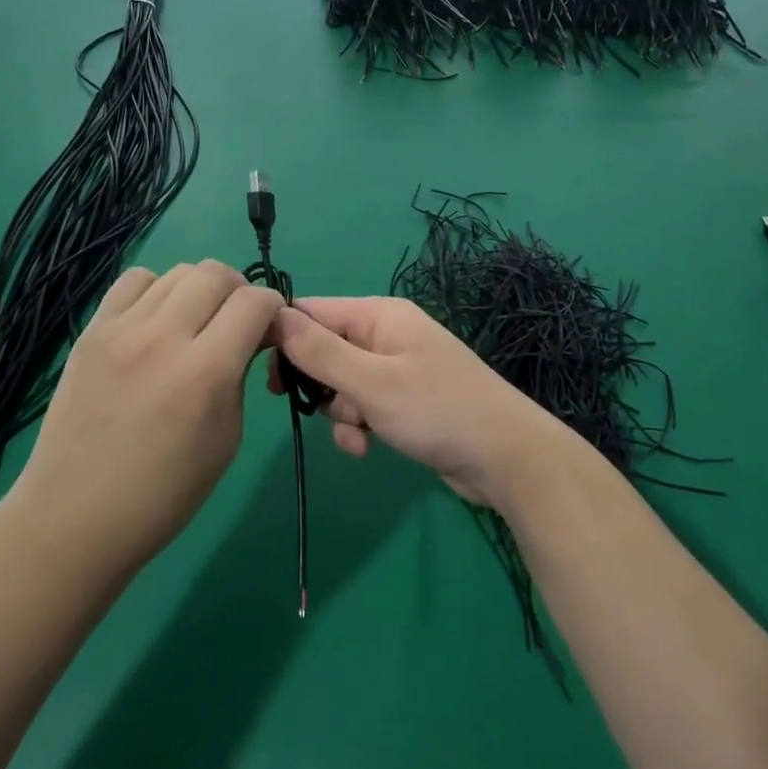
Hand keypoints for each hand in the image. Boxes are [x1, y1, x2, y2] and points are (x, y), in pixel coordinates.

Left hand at [8, 261, 283, 569]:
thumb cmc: (164, 493)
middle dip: (239, 291)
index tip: (269, 331)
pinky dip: (157, 290)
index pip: (255, 301)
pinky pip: (134, 281)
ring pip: (177, 271)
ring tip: (194, 323)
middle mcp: (164, 337)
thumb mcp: (227, 437)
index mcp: (205, 372)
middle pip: (216, 272)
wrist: (74, 517)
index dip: (273, 310)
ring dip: (199, 289)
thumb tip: (251, 337)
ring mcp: (121, 329)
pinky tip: (155, 322)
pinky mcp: (91, 331)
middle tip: (236, 323)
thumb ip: (240, 375)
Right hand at [273, 297, 570, 508]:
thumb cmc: (436, 410)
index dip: (283, 337)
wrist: (504, 457)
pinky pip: (364, 406)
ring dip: (340, 413)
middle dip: (317, 382)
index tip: (262, 373)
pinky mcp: (405, 401)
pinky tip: (367, 449)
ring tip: (359, 434)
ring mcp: (398, 368)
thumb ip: (321, 352)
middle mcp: (387, 334)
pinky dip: (359, 427)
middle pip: (325, 349)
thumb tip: (274, 315)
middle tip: (308, 406)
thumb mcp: (371, 382)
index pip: (313, 311)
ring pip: (342, 384)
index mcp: (379, 315)